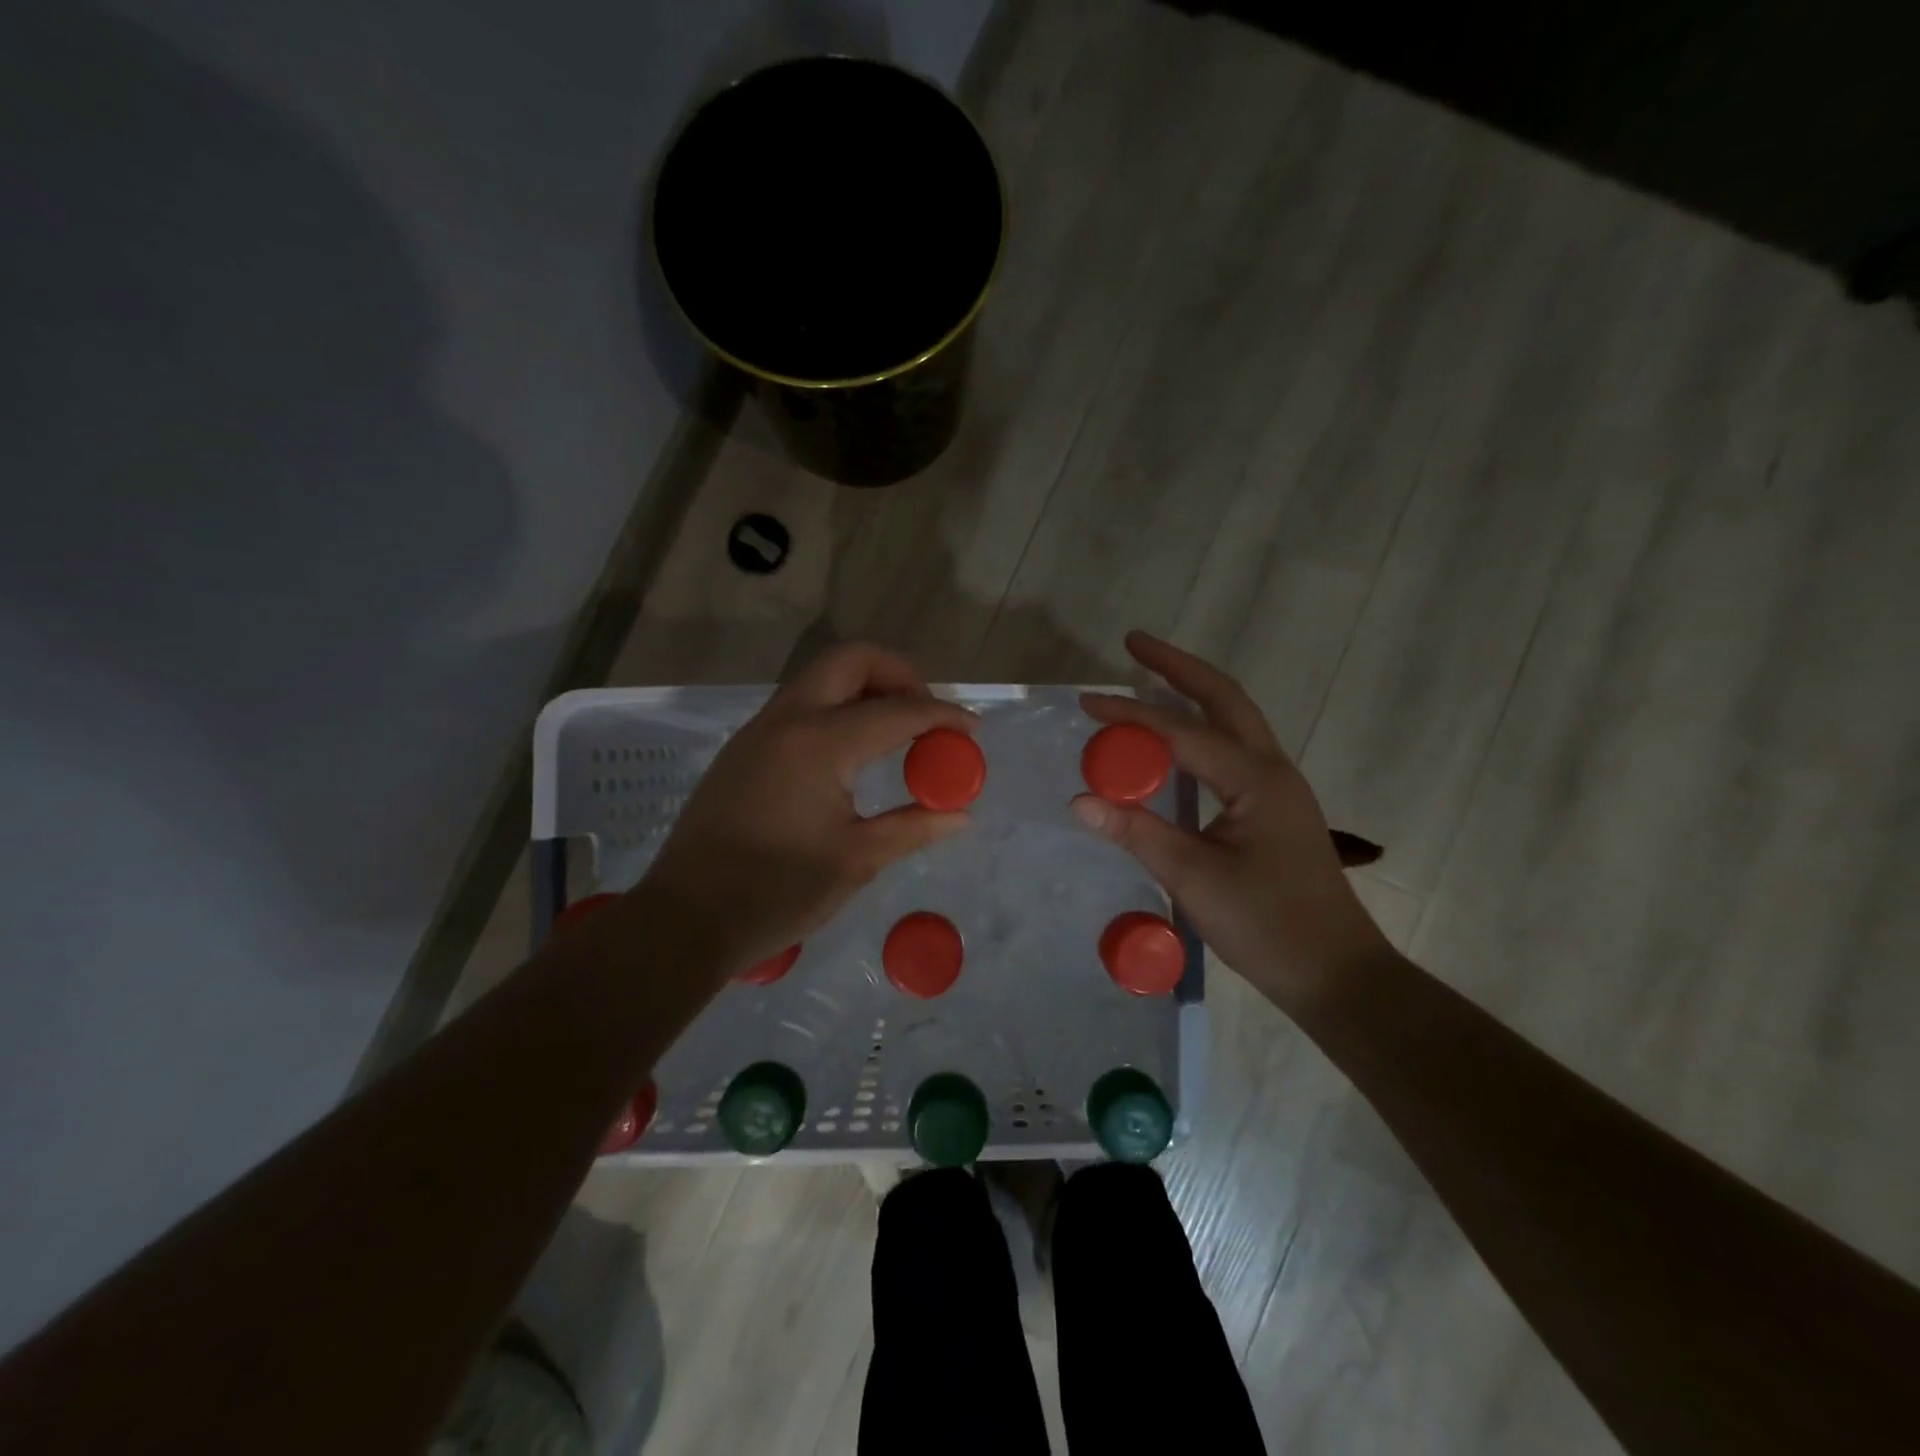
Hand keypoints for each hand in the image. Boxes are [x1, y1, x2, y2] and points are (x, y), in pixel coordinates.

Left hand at [638, 643, 975, 977]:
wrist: (685, 918)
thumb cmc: (776, 893)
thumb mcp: (856, 861)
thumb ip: (912, 826)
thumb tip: (960, 815)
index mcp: (820, 743)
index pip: (897, 711)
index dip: (943, 716)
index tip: (972, 730)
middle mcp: (788, 719)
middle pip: (852, 660)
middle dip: (900, 675)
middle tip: (926, 715)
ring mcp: (760, 729)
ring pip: (822, 678)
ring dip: (866, 688)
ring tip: (896, 733)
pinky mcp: (744, 747)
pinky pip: (801, 705)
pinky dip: (837, 708)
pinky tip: (852, 754)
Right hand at [1071, 631, 1390, 1005]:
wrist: (1335, 971)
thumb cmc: (1268, 925)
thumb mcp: (1194, 879)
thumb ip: (1137, 833)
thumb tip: (1079, 800)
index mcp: (1255, 779)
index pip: (1182, 733)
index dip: (1131, 716)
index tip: (1086, 703)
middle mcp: (1271, 769)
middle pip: (1224, 698)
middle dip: (1178, 666)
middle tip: (1133, 643)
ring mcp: (1277, 786)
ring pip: (1233, 719)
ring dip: (1192, 692)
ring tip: (1151, 676)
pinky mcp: (1273, 807)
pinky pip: (1232, 748)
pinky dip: (1200, 728)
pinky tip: (1176, 739)